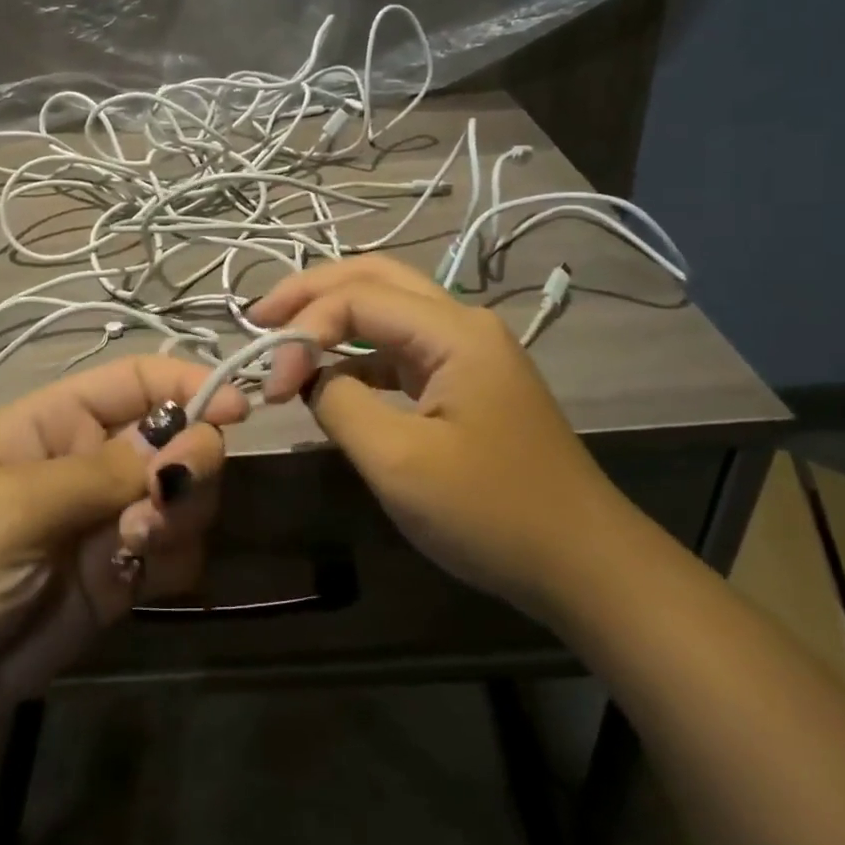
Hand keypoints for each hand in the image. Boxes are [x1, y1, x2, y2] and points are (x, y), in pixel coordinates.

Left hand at [0, 357, 247, 736]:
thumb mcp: (15, 506)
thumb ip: (108, 473)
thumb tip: (192, 439)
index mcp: (58, 421)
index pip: (139, 379)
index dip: (190, 384)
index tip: (236, 409)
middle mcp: (92, 461)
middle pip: (177, 436)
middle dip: (189, 460)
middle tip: (166, 496)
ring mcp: (108, 519)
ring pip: (186, 494)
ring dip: (181, 513)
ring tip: (135, 543)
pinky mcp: (118, 576)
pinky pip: (175, 551)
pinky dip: (173, 558)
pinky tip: (136, 578)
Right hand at [250, 256, 617, 608]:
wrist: (585, 565)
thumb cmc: (492, 513)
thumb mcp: (399, 462)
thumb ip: (340, 405)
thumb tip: (313, 380)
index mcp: (454, 331)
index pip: (357, 299)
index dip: (302, 332)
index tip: (271, 388)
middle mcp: (462, 324)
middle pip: (374, 278)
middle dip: (311, 292)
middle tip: (259, 316)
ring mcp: (467, 352)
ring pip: (388, 310)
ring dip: (333, 319)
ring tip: (283, 340)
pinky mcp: (465, 383)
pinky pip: (400, 351)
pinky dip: (357, 357)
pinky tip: (329, 381)